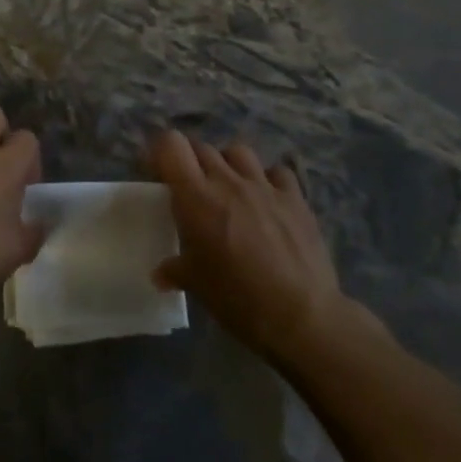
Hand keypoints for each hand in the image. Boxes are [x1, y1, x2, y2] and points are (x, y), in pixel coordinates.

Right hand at [150, 131, 357, 362]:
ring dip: (227, 163)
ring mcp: (264, 185)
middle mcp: (228, 181)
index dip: (161, 152)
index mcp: (196, 197)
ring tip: (228, 186)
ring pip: (238, 152)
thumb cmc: (238, 298)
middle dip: (191, 161)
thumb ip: (175, 270)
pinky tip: (268, 198)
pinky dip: (268, 179)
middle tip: (190, 187)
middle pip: (202, 147)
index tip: (158, 172)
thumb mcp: (196, 285)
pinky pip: (277, 172)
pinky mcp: (295, 198)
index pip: (171, 145)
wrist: (302, 316)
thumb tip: (160, 274)